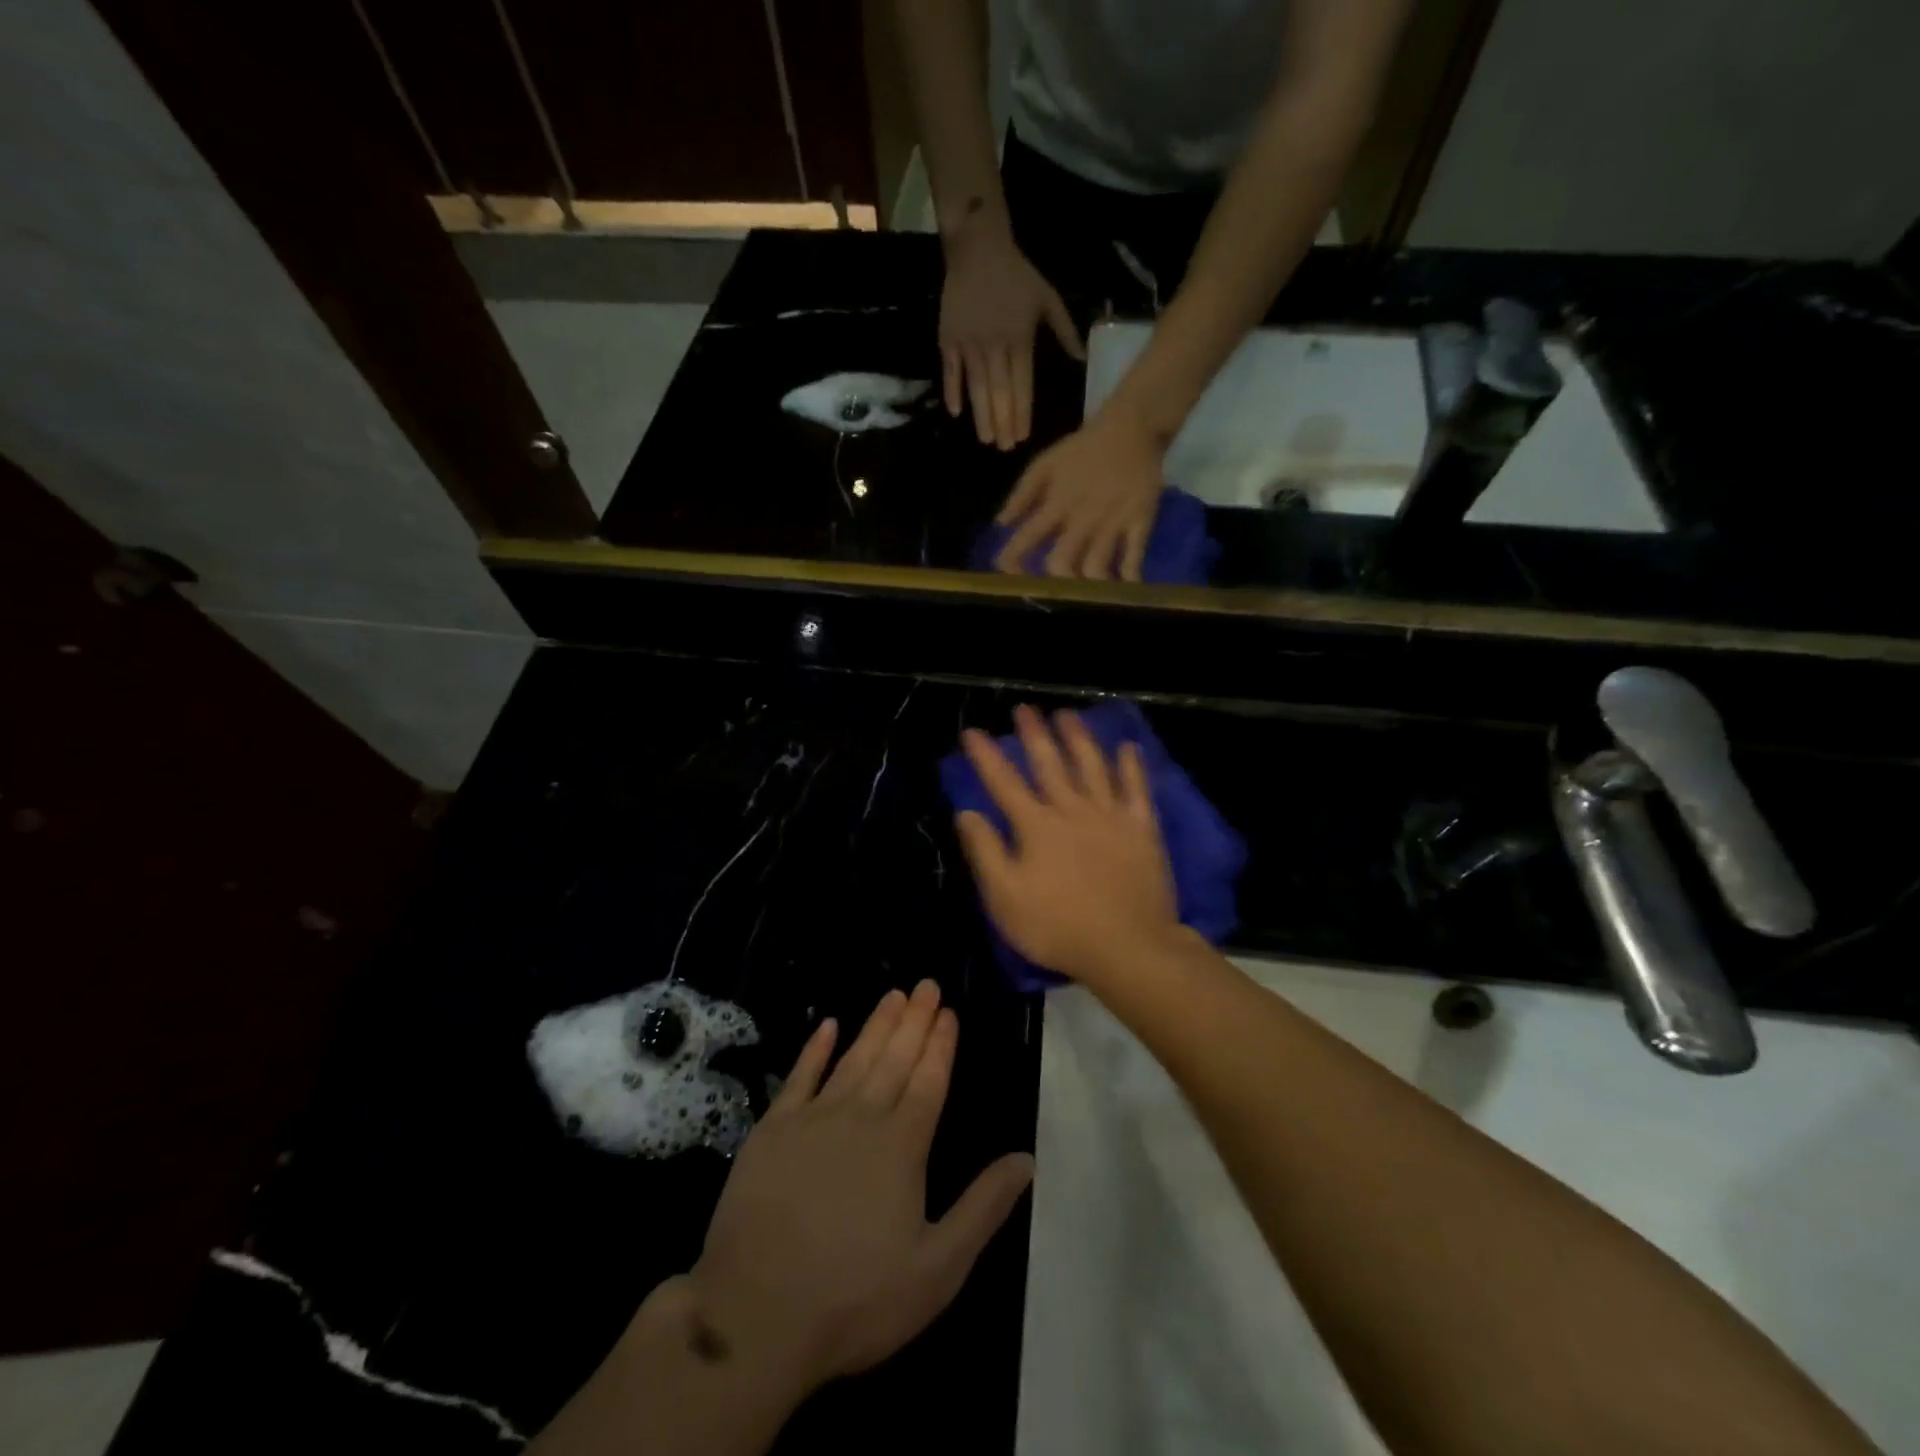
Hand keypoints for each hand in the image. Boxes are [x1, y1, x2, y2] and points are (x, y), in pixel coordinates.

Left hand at [687, 981, 1034, 1394]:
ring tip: (893, 994)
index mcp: (901, 1145)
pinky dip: (814, 1049)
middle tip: (926, 984)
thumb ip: (983, 1208)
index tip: (949, 1011)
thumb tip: (1026, 1158)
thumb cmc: (854, 1298)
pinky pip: (799, 1076)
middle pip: (894, 1058)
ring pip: (853, 1058)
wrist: (754, 1314)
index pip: (929, 1081)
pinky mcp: (772, 1130)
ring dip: (876, 1025)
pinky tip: (826, 1025)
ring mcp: (813, 1119)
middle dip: (914, 1019)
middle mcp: (860, 1117)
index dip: (940, 1044)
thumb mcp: (937, 1268)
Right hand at [941, 211, 1083, 449]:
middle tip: (1005, 448)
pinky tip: (955, 413)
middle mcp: (994, 347)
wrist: (977, 248)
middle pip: (1000, 393)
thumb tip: (1081, 359)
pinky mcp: (948, 339)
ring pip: (976, 387)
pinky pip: (950, 371)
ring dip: (981, 416)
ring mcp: (969, 344)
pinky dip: (952, 391)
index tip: (1023, 436)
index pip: (1022, 385)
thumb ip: (1064, 331)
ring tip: (986, 440)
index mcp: (1020, 340)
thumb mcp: (1047, 298)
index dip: (1022, 412)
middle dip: (1003, 423)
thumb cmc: (1016, 275)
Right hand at [955, 707, 1181, 984]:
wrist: (1127, 946)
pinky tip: (1127, 748)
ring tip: (1067, 715)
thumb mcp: (1005, 897)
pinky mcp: (1141, 829)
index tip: (972, 732)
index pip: (1004, 782)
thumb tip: (967, 812)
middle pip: (1049, 764)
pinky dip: (1131, 767)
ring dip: (1078, 738)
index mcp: (1036, 826)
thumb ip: (985, 851)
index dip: (986, 756)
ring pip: (1092, 766)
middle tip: (1025, 709)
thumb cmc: (1057, 927)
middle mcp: (1071, 810)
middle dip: (1034, 734)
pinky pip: (1137, 789)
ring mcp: (1110, 816)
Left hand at [993, 406, 1164, 579]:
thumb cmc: (1082, 449)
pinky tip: (1124, 587)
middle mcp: (1082, 517)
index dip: (1012, 559)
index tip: (1009, 572)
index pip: (1027, 537)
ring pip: (1096, 566)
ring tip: (1086, 593)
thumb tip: (1001, 524)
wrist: (1131, 426)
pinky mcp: (1140, 520)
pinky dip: (1129, 576)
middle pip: (1062, 562)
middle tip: (1055, 588)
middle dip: (1054, 581)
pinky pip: (1134, 556)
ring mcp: (1112, 521)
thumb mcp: (1045, 463)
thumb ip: (1021, 495)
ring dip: (1088, 585)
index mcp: (1056, 502)